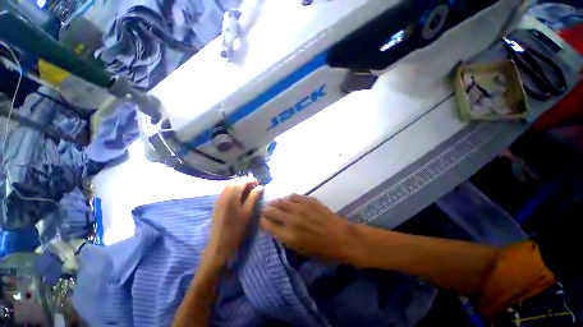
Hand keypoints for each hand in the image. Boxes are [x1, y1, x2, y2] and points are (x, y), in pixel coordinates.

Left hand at [207, 179, 263, 263]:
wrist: (219, 244)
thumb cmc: (236, 229)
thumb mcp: (248, 212)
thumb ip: (254, 197)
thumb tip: (260, 186)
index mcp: (231, 196)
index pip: (241, 181)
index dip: (250, 180)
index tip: (258, 183)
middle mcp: (223, 195)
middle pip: (234, 181)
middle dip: (245, 181)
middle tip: (254, 186)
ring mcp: (219, 199)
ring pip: (229, 185)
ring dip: (239, 185)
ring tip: (249, 191)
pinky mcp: (218, 204)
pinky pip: (226, 191)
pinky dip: (234, 189)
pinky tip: (240, 196)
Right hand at [260, 194, 359, 261]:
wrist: (341, 237)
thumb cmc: (321, 249)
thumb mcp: (300, 249)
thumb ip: (285, 237)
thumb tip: (275, 227)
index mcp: (288, 235)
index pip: (267, 224)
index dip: (262, 220)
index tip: (261, 219)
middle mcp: (291, 219)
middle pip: (271, 210)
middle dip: (265, 209)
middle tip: (264, 209)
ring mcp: (300, 207)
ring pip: (281, 201)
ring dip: (275, 202)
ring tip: (273, 203)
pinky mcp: (308, 200)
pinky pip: (293, 196)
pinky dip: (288, 198)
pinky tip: (287, 199)